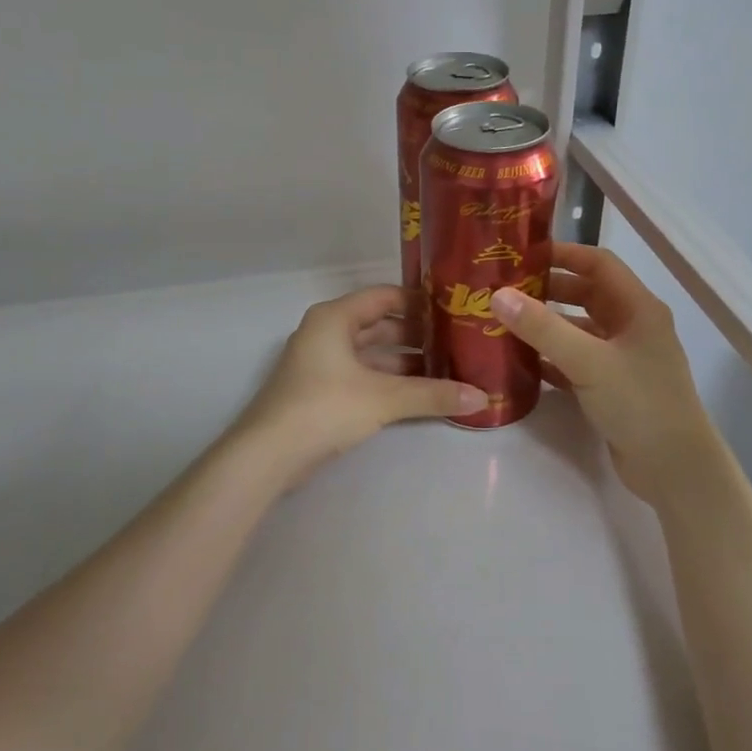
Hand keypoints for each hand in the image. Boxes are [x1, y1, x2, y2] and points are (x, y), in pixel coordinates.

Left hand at [233, 285, 488, 484]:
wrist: (269, 453)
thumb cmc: (325, 408)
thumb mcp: (384, 398)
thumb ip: (432, 394)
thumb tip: (482, 397)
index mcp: (335, 318)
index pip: (384, 296)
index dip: (418, 301)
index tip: (453, 310)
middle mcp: (325, 332)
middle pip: (378, 325)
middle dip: (416, 335)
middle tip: (456, 343)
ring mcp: (320, 363)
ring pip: (370, 354)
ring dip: (403, 362)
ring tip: (445, 370)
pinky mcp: (319, 391)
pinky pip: (361, 375)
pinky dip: (386, 381)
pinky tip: (416, 395)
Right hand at [489, 243, 718, 502]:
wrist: (673, 468)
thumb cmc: (639, 403)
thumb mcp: (589, 361)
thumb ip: (543, 328)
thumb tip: (498, 295)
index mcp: (638, 308)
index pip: (599, 264)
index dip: (563, 254)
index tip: (522, 255)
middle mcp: (633, 327)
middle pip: (587, 295)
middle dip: (548, 290)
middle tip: (506, 290)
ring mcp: (624, 358)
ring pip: (580, 330)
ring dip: (547, 325)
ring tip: (506, 323)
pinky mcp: (613, 387)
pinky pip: (577, 361)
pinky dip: (552, 358)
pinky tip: (523, 363)